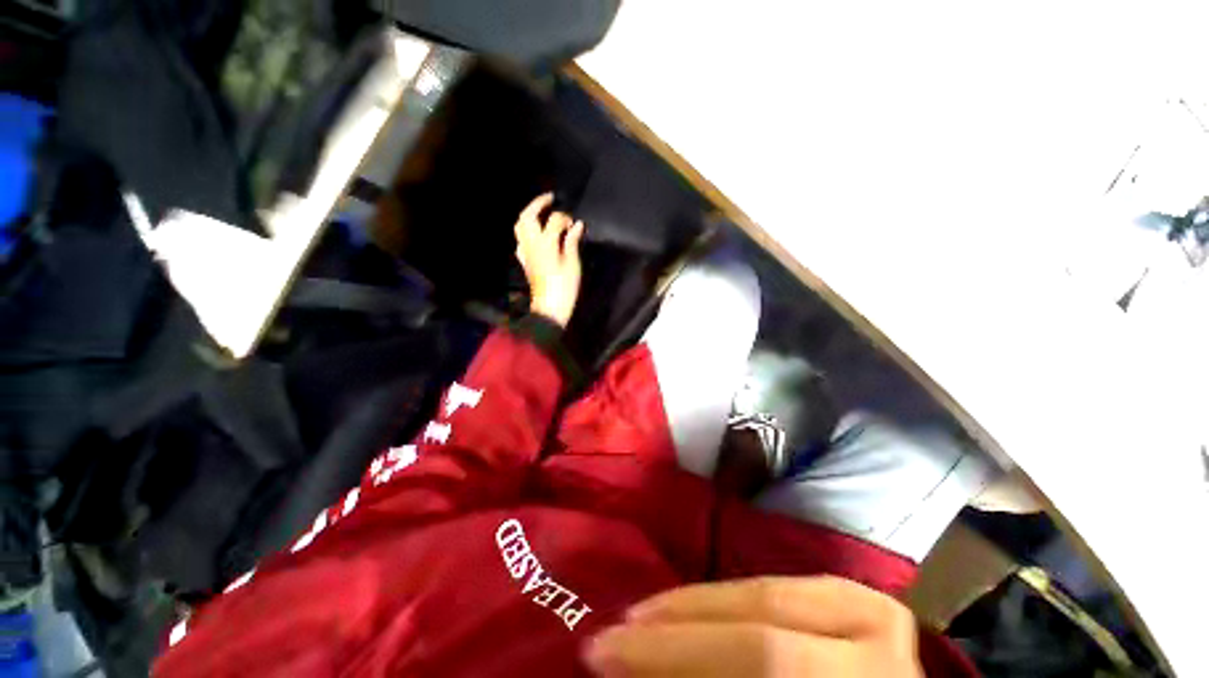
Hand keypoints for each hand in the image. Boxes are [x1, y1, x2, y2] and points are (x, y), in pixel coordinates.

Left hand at [514, 193, 584, 327]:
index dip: (565, 218)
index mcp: (545, 243)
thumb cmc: (565, 287)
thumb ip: (572, 241)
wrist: (550, 307)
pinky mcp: (525, 261)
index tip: (574, 223)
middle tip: (550, 199)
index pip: (554, 220)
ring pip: (520, 226)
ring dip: (529, 215)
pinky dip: (527, 232)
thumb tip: (577, 225)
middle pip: (528, 216)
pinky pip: (521, 240)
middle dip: (538, 204)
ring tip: (542, 213)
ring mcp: (526, 252)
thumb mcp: (573, 264)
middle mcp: (531, 244)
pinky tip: (536, 235)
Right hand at [584, 576, 923, 676]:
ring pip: (765, 588)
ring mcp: (872, 611)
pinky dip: (728, 598)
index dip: (675, 653)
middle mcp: (879, 641)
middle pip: (764, 614)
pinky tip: (696, 606)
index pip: (763, 657)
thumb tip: (637, 668)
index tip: (604, 653)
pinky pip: (775, 586)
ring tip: (647, 613)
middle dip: (679, 618)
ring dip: (698, 602)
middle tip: (617, 626)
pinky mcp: (855, 597)